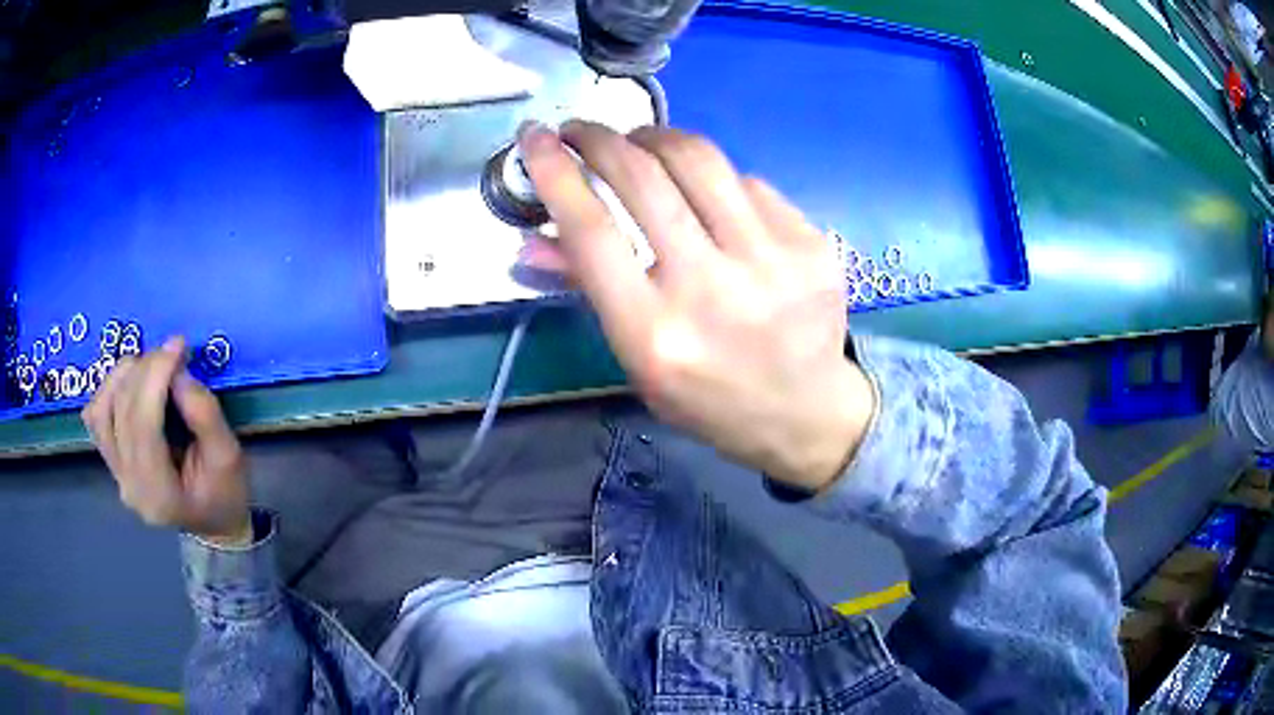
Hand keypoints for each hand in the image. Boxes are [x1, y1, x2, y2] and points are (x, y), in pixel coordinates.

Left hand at [83, 337, 251, 545]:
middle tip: (173, 352)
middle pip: (122, 412)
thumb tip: (177, 373)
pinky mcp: (111, 459)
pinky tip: (130, 382)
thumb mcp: (229, 456)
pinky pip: (96, 417)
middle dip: (146, 369)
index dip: (156, 378)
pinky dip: (108, 390)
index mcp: (159, 495)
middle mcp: (129, 485)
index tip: (178, 346)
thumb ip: (203, 415)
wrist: (212, 521)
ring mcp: (115, 473)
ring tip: (151, 366)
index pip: (143, 426)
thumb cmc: (225, 493)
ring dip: (124, 376)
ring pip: (102, 409)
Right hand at [518, 121, 875, 490]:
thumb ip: (588, 291)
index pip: (591, 230)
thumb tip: (533, 237)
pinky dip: (712, 176)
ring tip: (638, 144)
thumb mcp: (637, 360)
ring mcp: (771, 260)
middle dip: (599, 138)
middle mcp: (711, 289)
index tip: (535, 136)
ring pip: (698, 158)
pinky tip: (707, 194)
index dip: (554, 171)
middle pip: (643, 177)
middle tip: (581, 131)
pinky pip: (746, 180)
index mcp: (654, 333)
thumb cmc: (707, 396)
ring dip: (654, 137)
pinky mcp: (810, 242)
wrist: (805, 411)